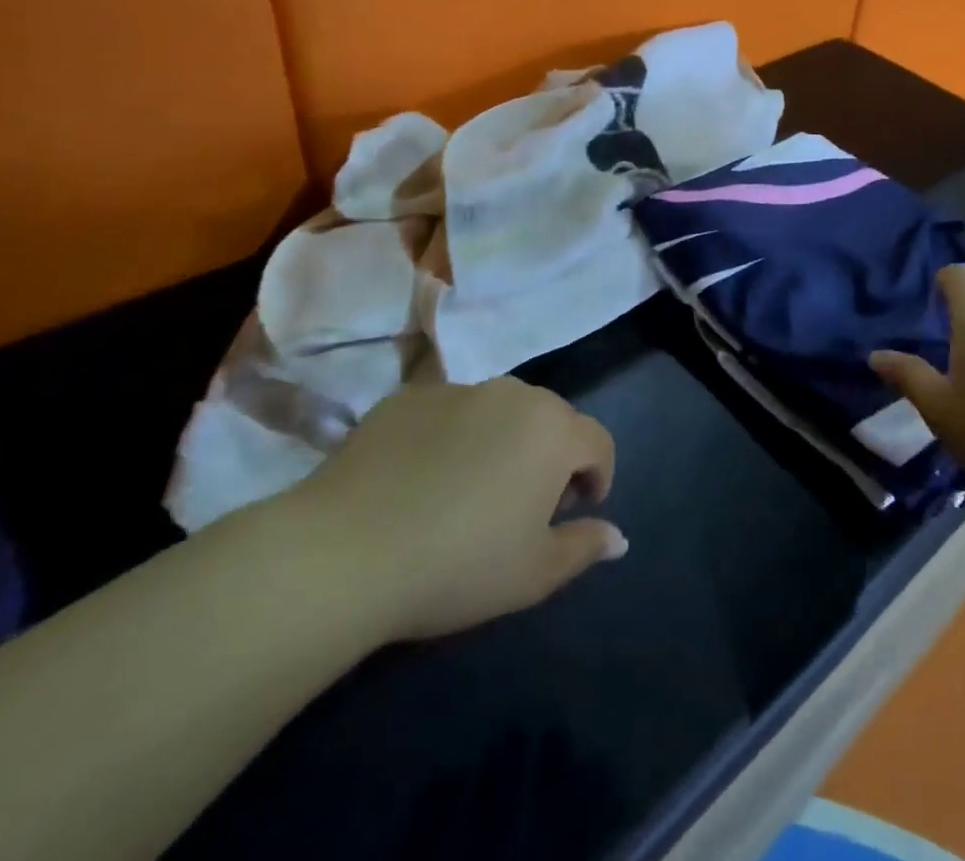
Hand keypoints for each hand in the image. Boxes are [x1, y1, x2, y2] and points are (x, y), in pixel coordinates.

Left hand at [280, 377, 624, 643]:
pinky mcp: (407, 397)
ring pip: (499, 411)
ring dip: (502, 441)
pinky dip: (451, 437)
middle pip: (551, 420)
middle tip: (525, 505)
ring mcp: (457, 390)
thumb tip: (619, 537)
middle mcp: (513, 394)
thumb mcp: (534, 573)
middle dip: (551, 456)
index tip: (578, 510)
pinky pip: (448, 412)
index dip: (599, 476)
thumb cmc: (458, 564)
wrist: (345, 551)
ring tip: (471, 489)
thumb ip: (584, 547)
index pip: (599, 441)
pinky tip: (421, 480)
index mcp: (553, 430)